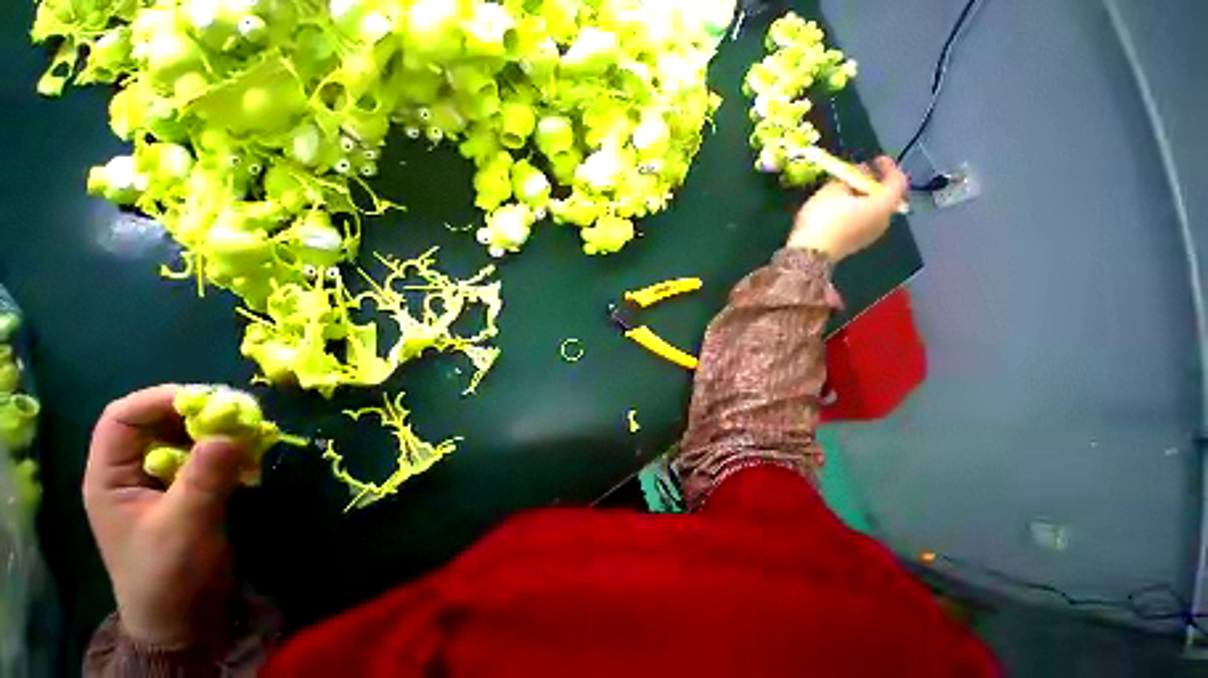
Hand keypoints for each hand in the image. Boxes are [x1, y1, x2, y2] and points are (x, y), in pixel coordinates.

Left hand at [83, 385, 246, 648]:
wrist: (184, 618)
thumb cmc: (170, 575)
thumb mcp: (185, 526)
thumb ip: (204, 478)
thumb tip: (230, 433)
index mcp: (110, 477)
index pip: (123, 418)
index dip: (160, 400)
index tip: (208, 399)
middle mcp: (130, 472)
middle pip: (157, 423)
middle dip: (197, 414)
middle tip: (239, 415)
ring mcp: (159, 482)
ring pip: (185, 438)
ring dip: (217, 432)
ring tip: (250, 435)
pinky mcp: (186, 491)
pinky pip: (204, 457)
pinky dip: (227, 451)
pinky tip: (249, 457)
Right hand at [788, 156, 908, 260]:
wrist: (808, 254)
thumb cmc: (824, 218)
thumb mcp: (833, 189)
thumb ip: (851, 176)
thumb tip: (862, 170)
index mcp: (883, 205)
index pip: (896, 181)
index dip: (888, 167)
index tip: (876, 159)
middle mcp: (883, 221)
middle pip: (885, 197)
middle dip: (873, 185)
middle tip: (858, 178)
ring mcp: (869, 236)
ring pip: (872, 211)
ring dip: (862, 200)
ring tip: (844, 194)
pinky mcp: (854, 245)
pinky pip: (861, 223)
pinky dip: (855, 213)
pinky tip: (838, 211)